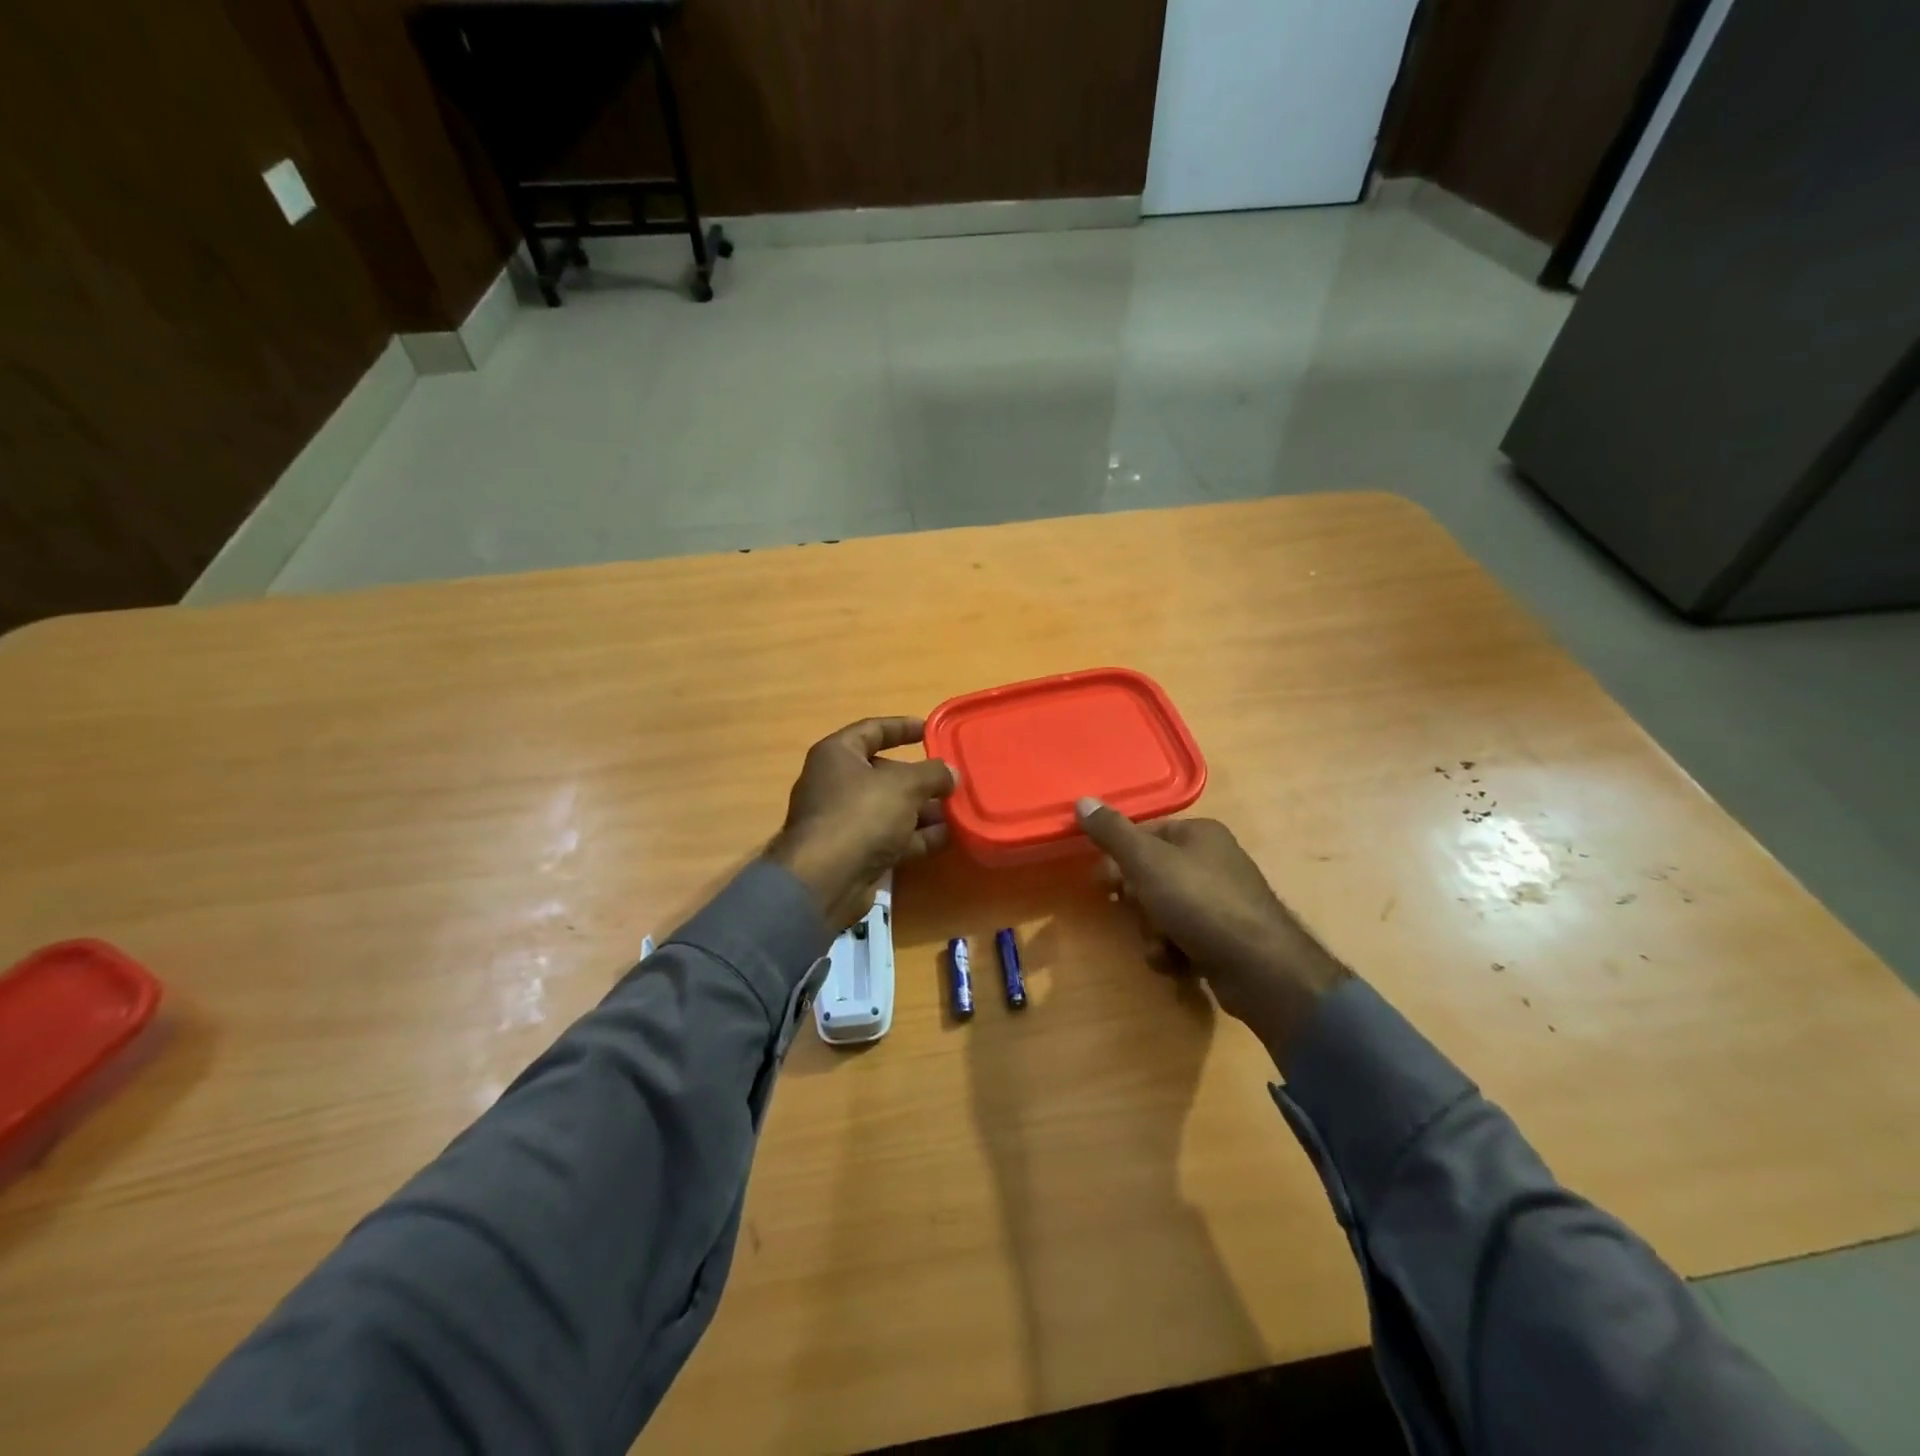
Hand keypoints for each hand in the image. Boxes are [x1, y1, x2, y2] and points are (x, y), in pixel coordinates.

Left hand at [767, 718, 957, 928]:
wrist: (826, 880)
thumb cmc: (861, 814)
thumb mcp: (904, 785)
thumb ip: (932, 773)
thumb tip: (952, 773)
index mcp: (837, 755)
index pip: (872, 729)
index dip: (901, 727)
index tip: (929, 729)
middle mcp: (836, 784)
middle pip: (884, 772)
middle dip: (920, 777)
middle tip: (952, 778)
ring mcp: (844, 820)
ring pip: (890, 807)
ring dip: (924, 809)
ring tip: (959, 808)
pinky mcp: (854, 852)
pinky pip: (891, 836)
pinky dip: (917, 836)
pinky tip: (948, 836)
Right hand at [1076, 798, 1350, 1066]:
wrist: (1260, 966)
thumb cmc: (1199, 902)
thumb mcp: (1147, 862)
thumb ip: (1112, 833)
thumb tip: (1082, 800)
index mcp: (1200, 833)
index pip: (1145, 834)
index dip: (1121, 858)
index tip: (1106, 882)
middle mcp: (1214, 861)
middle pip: (1152, 876)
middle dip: (1139, 903)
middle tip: (1136, 914)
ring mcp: (1222, 901)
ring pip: (1164, 911)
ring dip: (1153, 933)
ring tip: (1162, 947)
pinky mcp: (1226, 937)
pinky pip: (1183, 937)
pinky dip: (1173, 952)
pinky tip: (1177, 964)